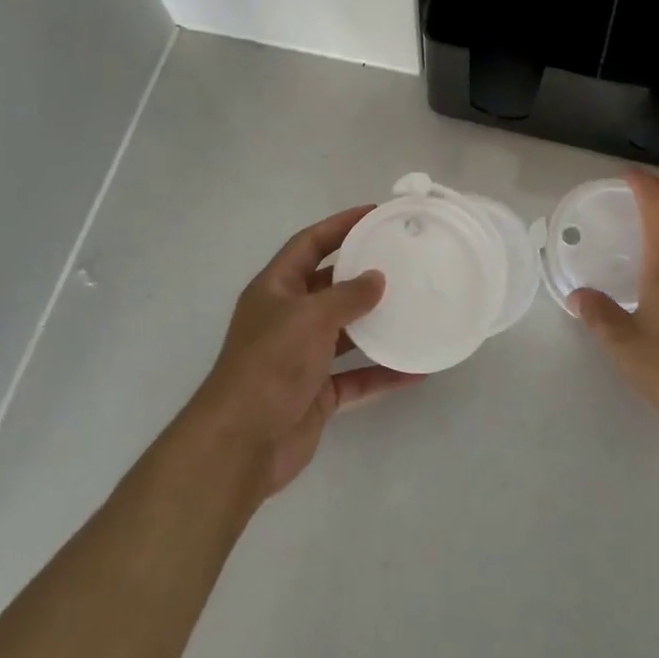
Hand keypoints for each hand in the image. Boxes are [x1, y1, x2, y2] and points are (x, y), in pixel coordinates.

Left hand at [190, 206, 424, 497]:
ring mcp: (301, 357)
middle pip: (329, 286)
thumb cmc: (271, 364)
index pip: (309, 244)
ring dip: (376, 323)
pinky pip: (356, 376)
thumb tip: (377, 277)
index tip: (375, 213)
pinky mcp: (316, 393)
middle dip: (362, 274)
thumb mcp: (310, 317)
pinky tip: (416, 368)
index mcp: (275, 289)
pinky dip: (382, 372)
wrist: (242, 444)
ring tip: (415, 307)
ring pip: (345, 332)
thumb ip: (347, 295)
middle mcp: (287, 318)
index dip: (339, 226)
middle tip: (403, 260)